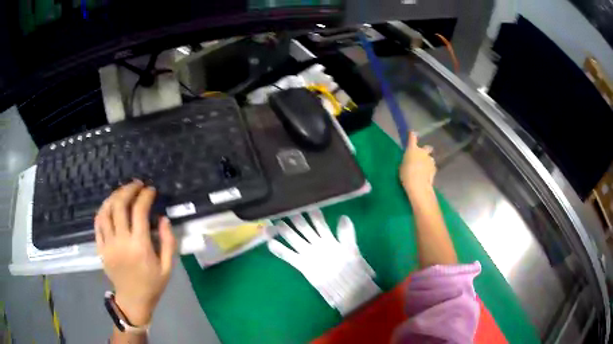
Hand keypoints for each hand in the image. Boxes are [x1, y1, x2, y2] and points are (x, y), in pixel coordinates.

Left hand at [95, 180, 175, 325]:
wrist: (133, 301)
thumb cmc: (152, 284)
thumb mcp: (167, 267)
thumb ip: (168, 242)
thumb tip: (163, 218)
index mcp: (140, 246)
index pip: (139, 211)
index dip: (145, 196)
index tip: (151, 190)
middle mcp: (121, 241)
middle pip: (119, 205)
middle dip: (128, 190)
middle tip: (136, 185)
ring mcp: (108, 244)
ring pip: (106, 211)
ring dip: (114, 196)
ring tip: (122, 192)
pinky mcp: (100, 248)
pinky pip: (98, 223)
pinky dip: (103, 210)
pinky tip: (109, 206)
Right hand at [399, 132, 436, 199]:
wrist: (418, 185)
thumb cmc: (406, 175)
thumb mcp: (402, 166)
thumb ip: (407, 161)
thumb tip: (409, 160)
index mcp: (412, 149)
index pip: (412, 137)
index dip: (412, 135)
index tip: (412, 133)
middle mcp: (423, 152)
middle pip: (427, 148)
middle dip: (425, 151)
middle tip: (420, 158)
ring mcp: (430, 160)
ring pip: (430, 158)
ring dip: (427, 162)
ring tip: (422, 170)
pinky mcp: (434, 168)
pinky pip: (432, 167)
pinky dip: (430, 170)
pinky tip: (426, 176)